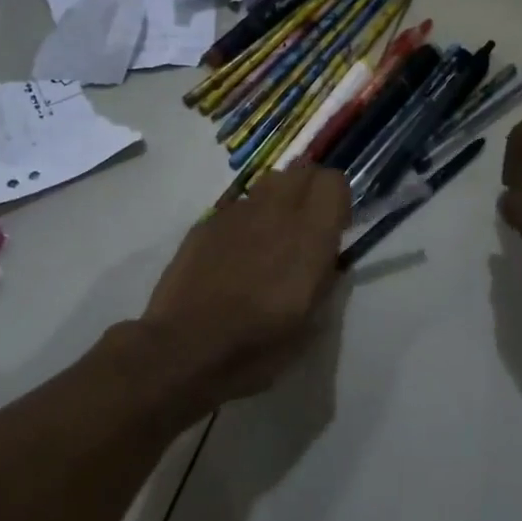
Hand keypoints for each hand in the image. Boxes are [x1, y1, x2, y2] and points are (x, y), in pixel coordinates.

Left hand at [139, 165, 350, 409]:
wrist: (184, 349)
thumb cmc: (257, 346)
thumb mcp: (311, 324)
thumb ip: (327, 280)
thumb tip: (329, 259)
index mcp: (309, 235)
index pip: (334, 181)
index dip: (338, 200)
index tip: (335, 227)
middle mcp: (276, 212)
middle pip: (302, 171)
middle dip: (310, 191)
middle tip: (306, 227)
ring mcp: (237, 213)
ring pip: (269, 183)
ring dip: (279, 200)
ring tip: (271, 238)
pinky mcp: (207, 222)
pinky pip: (238, 206)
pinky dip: (246, 220)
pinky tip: (235, 255)